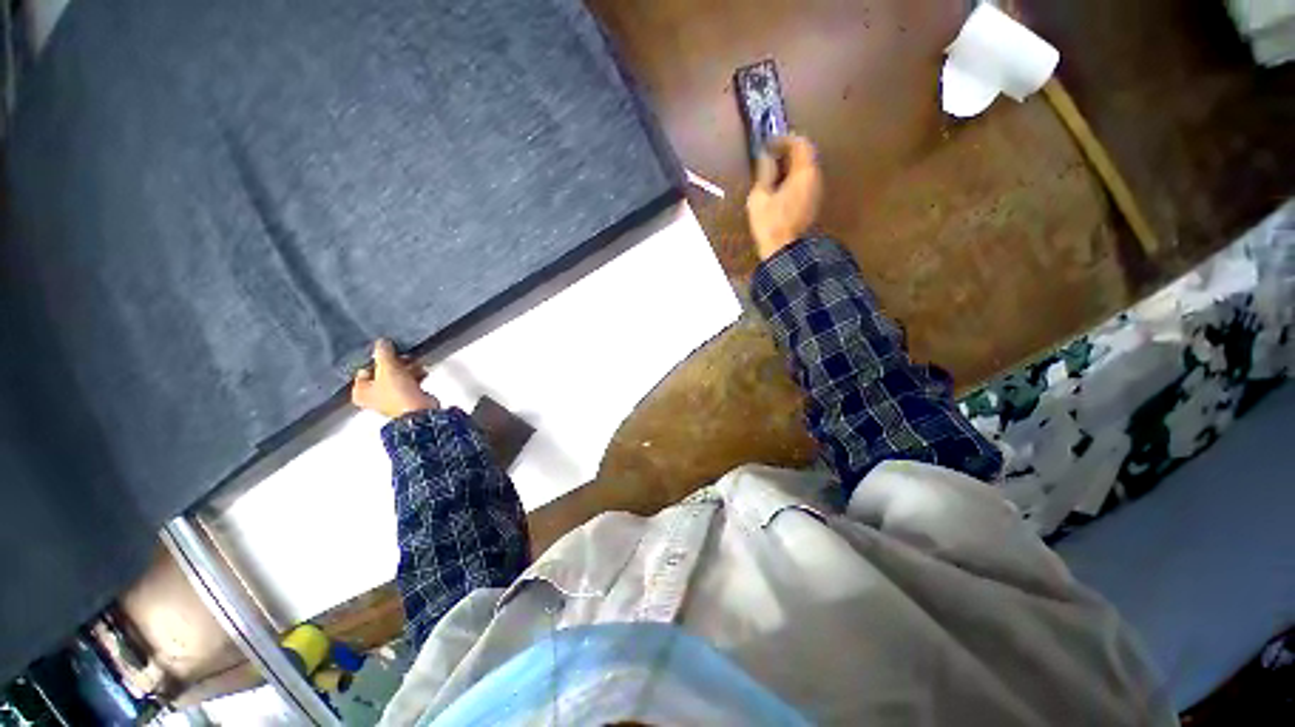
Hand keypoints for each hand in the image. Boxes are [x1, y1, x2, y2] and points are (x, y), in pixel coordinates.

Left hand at [351, 339, 439, 418]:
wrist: (419, 410)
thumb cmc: (397, 393)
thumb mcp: (387, 368)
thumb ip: (383, 353)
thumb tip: (381, 342)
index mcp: (360, 391)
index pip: (364, 369)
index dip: (376, 359)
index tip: (387, 352)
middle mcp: (373, 396)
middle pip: (382, 372)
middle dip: (395, 363)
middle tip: (404, 357)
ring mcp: (390, 398)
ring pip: (397, 376)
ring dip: (407, 368)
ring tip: (416, 364)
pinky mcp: (407, 398)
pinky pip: (409, 382)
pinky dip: (415, 376)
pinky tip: (422, 371)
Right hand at [745, 134, 823, 260]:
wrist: (785, 253)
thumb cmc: (770, 224)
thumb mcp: (759, 198)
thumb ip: (764, 174)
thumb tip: (765, 158)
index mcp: (804, 173)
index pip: (800, 143)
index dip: (783, 139)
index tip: (768, 144)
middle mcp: (815, 178)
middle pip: (805, 155)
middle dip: (787, 152)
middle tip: (768, 156)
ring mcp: (816, 192)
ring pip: (805, 169)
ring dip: (790, 166)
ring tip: (771, 172)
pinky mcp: (812, 204)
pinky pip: (804, 182)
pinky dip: (792, 178)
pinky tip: (778, 187)